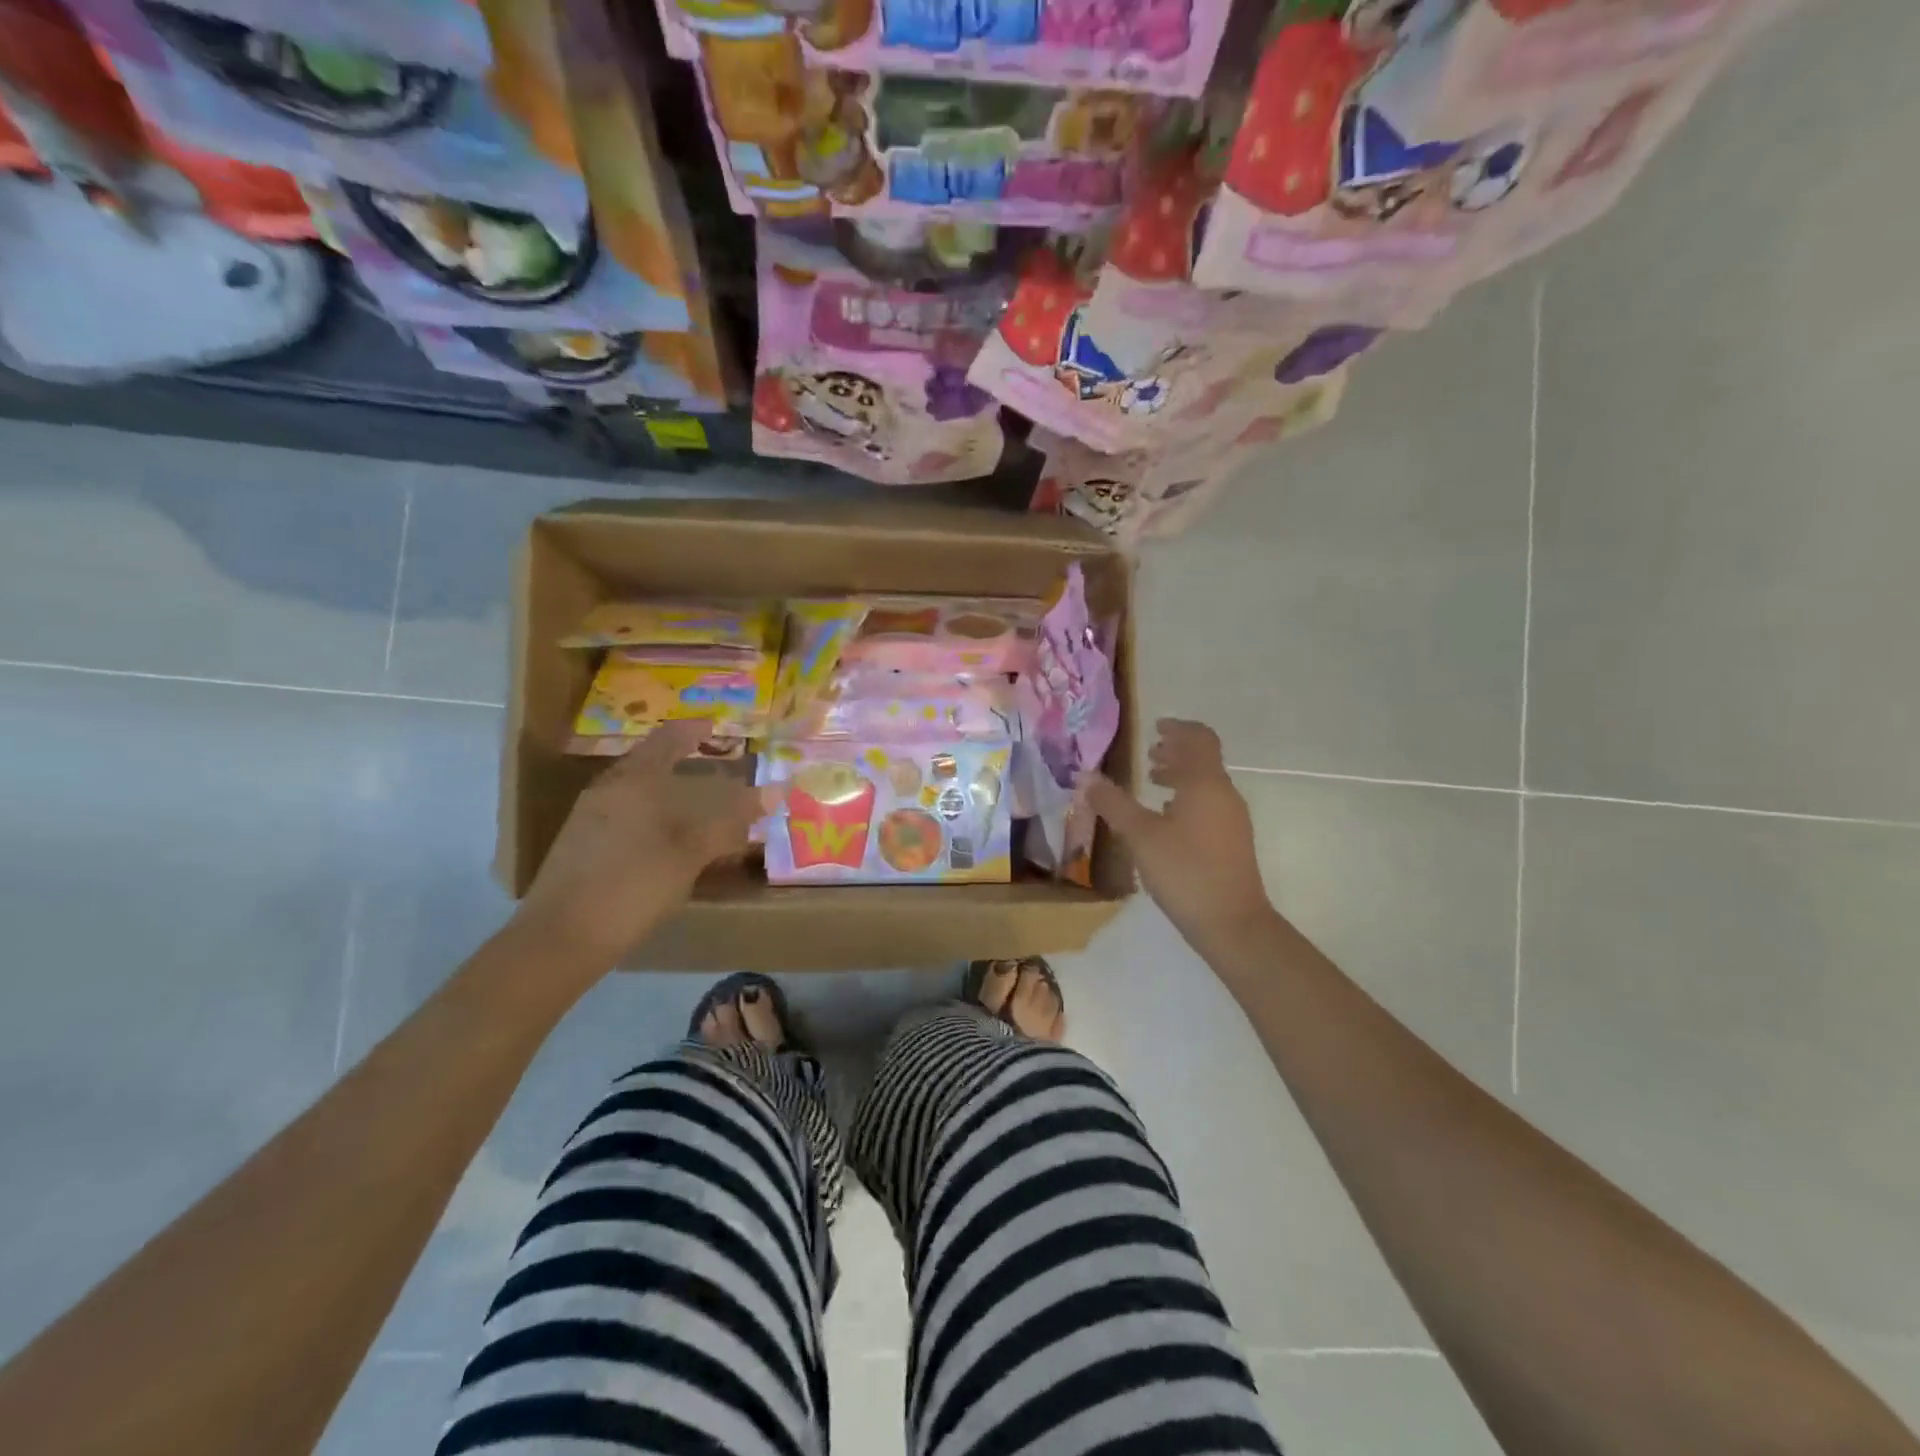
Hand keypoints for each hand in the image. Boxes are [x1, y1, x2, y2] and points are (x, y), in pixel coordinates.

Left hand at [515, 720, 765, 967]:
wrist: (559, 939)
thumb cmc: (631, 886)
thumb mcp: (690, 853)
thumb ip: (732, 819)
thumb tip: (776, 790)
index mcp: (633, 781)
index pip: (667, 740)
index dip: (693, 730)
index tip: (717, 727)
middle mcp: (608, 790)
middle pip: (650, 763)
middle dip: (683, 760)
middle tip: (716, 764)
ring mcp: (590, 819)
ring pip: (638, 791)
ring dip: (669, 790)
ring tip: (699, 802)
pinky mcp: (583, 846)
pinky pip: (627, 814)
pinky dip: (655, 814)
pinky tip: (668, 838)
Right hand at [1084, 719, 1274, 950]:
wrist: (1233, 924)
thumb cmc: (1185, 871)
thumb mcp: (1140, 836)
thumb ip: (1113, 804)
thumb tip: (1087, 777)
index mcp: (1205, 784)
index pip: (1199, 739)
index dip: (1178, 728)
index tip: (1155, 727)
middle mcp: (1224, 795)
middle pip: (1203, 760)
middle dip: (1176, 752)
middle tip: (1149, 753)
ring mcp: (1232, 820)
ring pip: (1206, 785)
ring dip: (1180, 776)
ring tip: (1152, 782)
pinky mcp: (1232, 843)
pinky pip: (1208, 806)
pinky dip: (1186, 800)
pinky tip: (1166, 819)